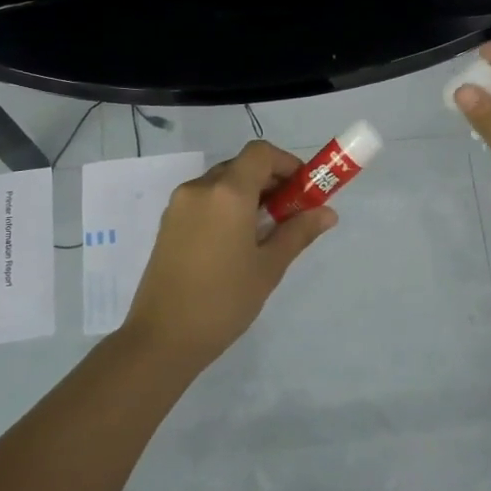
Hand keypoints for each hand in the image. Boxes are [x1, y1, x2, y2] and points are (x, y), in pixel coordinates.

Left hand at [120, 140, 336, 370]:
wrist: (163, 337)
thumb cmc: (224, 300)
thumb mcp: (269, 267)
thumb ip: (298, 232)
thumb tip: (328, 213)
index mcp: (227, 193)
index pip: (261, 153)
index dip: (287, 163)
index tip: (303, 190)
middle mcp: (200, 188)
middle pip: (241, 166)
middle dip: (270, 181)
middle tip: (290, 213)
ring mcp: (179, 205)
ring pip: (221, 183)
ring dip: (247, 194)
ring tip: (264, 232)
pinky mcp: (168, 223)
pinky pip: (204, 200)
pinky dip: (226, 207)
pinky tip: (236, 243)